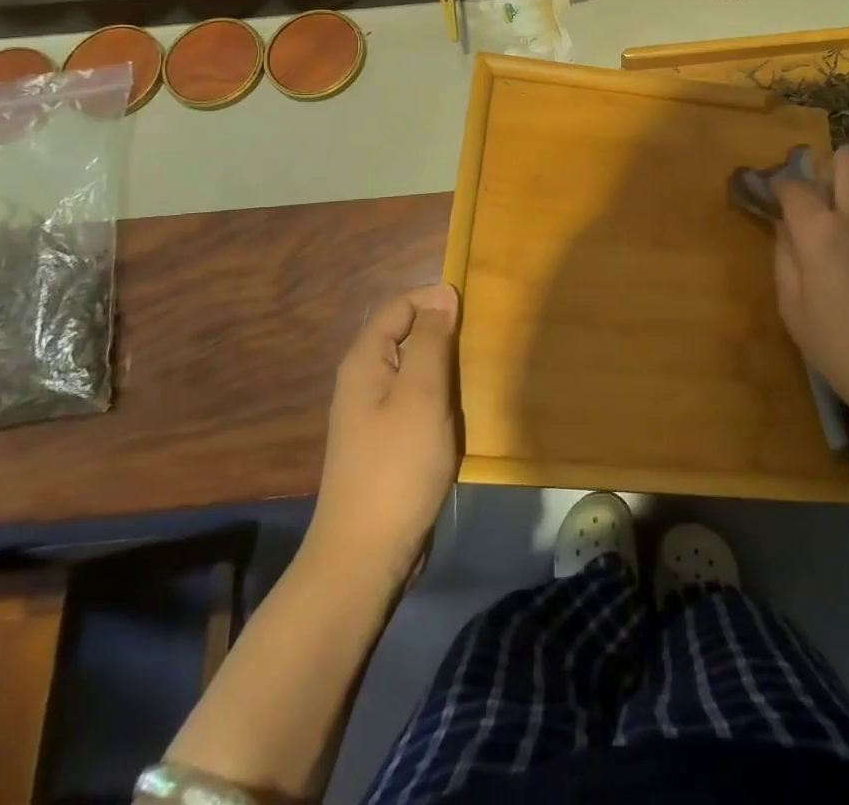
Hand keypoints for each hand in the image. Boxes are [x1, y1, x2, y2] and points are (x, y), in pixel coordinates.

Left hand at [310, 284, 462, 583]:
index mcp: (365, 360)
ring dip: (447, 369)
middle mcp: (365, 380)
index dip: (435, 300)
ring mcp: (375, 413)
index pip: (400, 305)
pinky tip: (463, 413)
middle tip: (483, 346)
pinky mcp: (388, 441)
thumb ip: (432, 340)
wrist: (367, 555)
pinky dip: (442, 399)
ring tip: (479, 376)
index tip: (475, 311)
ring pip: (416, 370)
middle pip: (408, 335)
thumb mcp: (421, 394)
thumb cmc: (397, 466)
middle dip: (445, 335)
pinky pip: (418, 401)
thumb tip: (443, 294)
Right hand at [773, 145, 848, 438]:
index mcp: (823, 232)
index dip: (780, 188)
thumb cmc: (845, 353)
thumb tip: (784, 226)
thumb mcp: (795, 312)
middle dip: (827, 169)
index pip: (795, 185)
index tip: (775, 201)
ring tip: (842, 231)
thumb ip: (785, 259)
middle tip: (816, 203)